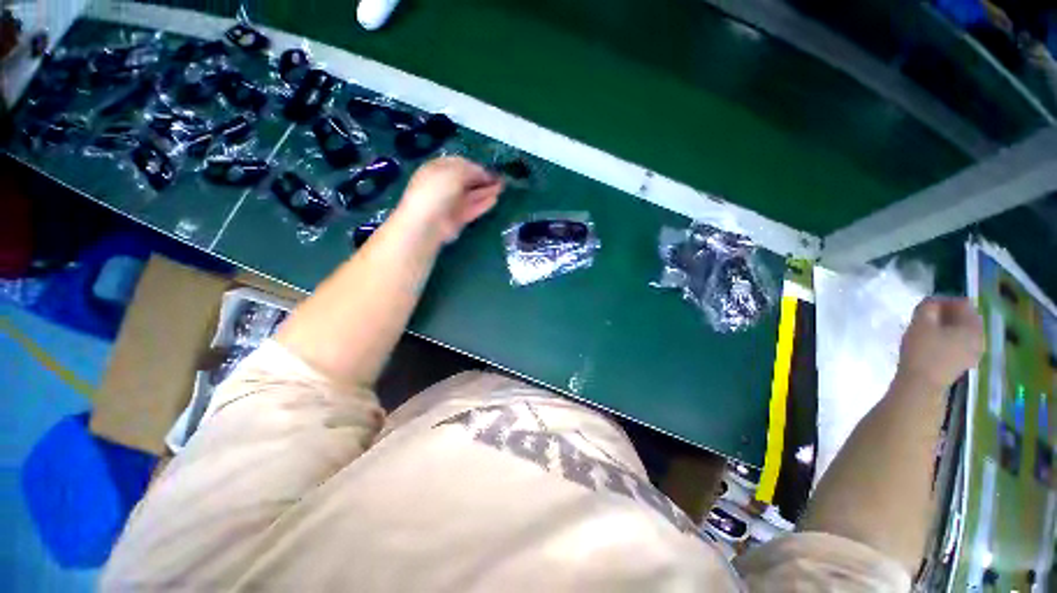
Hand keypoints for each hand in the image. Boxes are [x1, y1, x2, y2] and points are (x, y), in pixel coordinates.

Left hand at [393, 156, 503, 243]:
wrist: (427, 222)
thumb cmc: (437, 190)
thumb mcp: (454, 172)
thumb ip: (471, 170)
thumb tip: (484, 173)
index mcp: (437, 169)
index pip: (459, 164)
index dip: (474, 166)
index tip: (489, 169)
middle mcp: (444, 185)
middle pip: (466, 180)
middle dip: (483, 179)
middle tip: (500, 179)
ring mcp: (450, 203)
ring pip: (471, 195)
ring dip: (486, 191)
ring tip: (501, 188)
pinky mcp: (457, 218)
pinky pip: (472, 208)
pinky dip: (483, 204)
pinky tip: (495, 199)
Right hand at [896, 297, 983, 391]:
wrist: (921, 384)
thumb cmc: (922, 351)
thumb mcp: (920, 323)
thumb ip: (928, 307)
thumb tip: (932, 302)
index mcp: (973, 327)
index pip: (964, 304)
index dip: (945, 300)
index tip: (927, 305)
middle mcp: (979, 339)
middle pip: (966, 319)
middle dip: (948, 314)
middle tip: (928, 316)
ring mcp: (973, 354)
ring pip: (963, 333)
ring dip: (947, 327)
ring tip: (928, 329)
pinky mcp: (963, 364)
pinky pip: (960, 345)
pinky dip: (948, 340)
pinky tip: (933, 343)